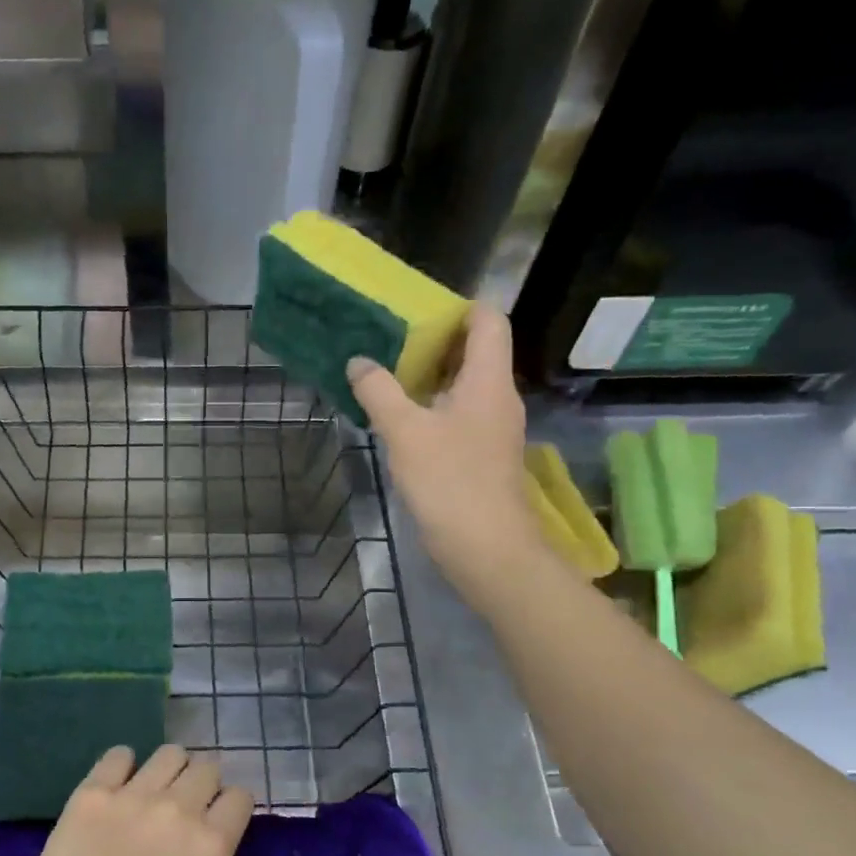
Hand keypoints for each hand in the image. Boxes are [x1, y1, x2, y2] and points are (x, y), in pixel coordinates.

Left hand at [9, 745, 288, 855]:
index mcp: (211, 842)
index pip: (240, 797)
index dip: (235, 808)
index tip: (224, 823)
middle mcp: (177, 807)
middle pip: (207, 767)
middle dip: (205, 784)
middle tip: (190, 810)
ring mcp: (133, 794)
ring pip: (169, 753)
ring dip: (172, 769)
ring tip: (158, 791)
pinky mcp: (94, 791)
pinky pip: (119, 755)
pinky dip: (124, 764)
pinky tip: (120, 785)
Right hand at [348, 303, 538, 581]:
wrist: (486, 548)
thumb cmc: (450, 481)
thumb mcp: (405, 431)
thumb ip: (379, 391)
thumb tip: (358, 362)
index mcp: (488, 380)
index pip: (489, 321)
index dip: (460, 306)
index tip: (417, 308)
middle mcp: (497, 397)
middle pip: (476, 351)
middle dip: (435, 340)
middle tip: (389, 338)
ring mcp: (491, 428)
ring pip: (463, 385)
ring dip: (429, 376)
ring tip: (385, 372)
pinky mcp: (480, 455)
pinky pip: (456, 414)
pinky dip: (431, 406)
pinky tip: (398, 417)